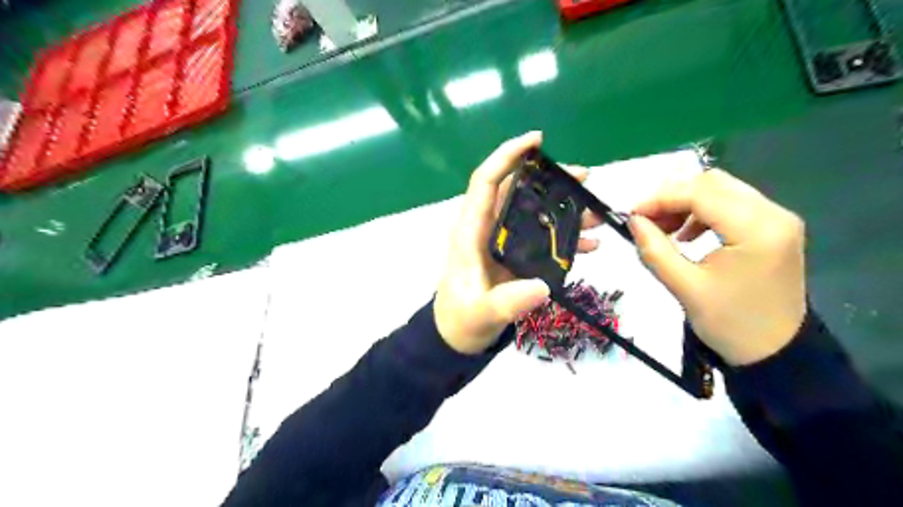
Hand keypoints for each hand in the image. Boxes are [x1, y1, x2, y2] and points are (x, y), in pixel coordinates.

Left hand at [435, 133, 597, 354]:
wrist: (457, 337)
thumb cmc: (461, 320)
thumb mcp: (480, 314)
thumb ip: (506, 303)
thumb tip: (542, 287)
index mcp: (471, 232)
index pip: (486, 182)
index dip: (507, 156)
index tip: (537, 141)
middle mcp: (487, 229)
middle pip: (517, 192)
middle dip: (551, 181)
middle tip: (585, 179)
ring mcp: (502, 242)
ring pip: (533, 213)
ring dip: (564, 209)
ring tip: (596, 214)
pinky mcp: (514, 256)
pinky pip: (540, 238)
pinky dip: (563, 238)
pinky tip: (588, 246)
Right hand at [630, 168, 803, 363]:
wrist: (775, 352)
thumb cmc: (730, 324)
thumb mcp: (684, 287)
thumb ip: (654, 249)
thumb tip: (633, 220)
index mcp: (757, 230)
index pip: (701, 193)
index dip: (660, 198)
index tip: (631, 214)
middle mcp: (774, 214)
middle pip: (713, 183)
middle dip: (672, 197)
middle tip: (646, 221)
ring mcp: (777, 219)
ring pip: (721, 190)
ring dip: (686, 203)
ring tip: (663, 229)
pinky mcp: (772, 228)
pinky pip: (731, 204)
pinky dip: (702, 211)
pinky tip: (687, 234)